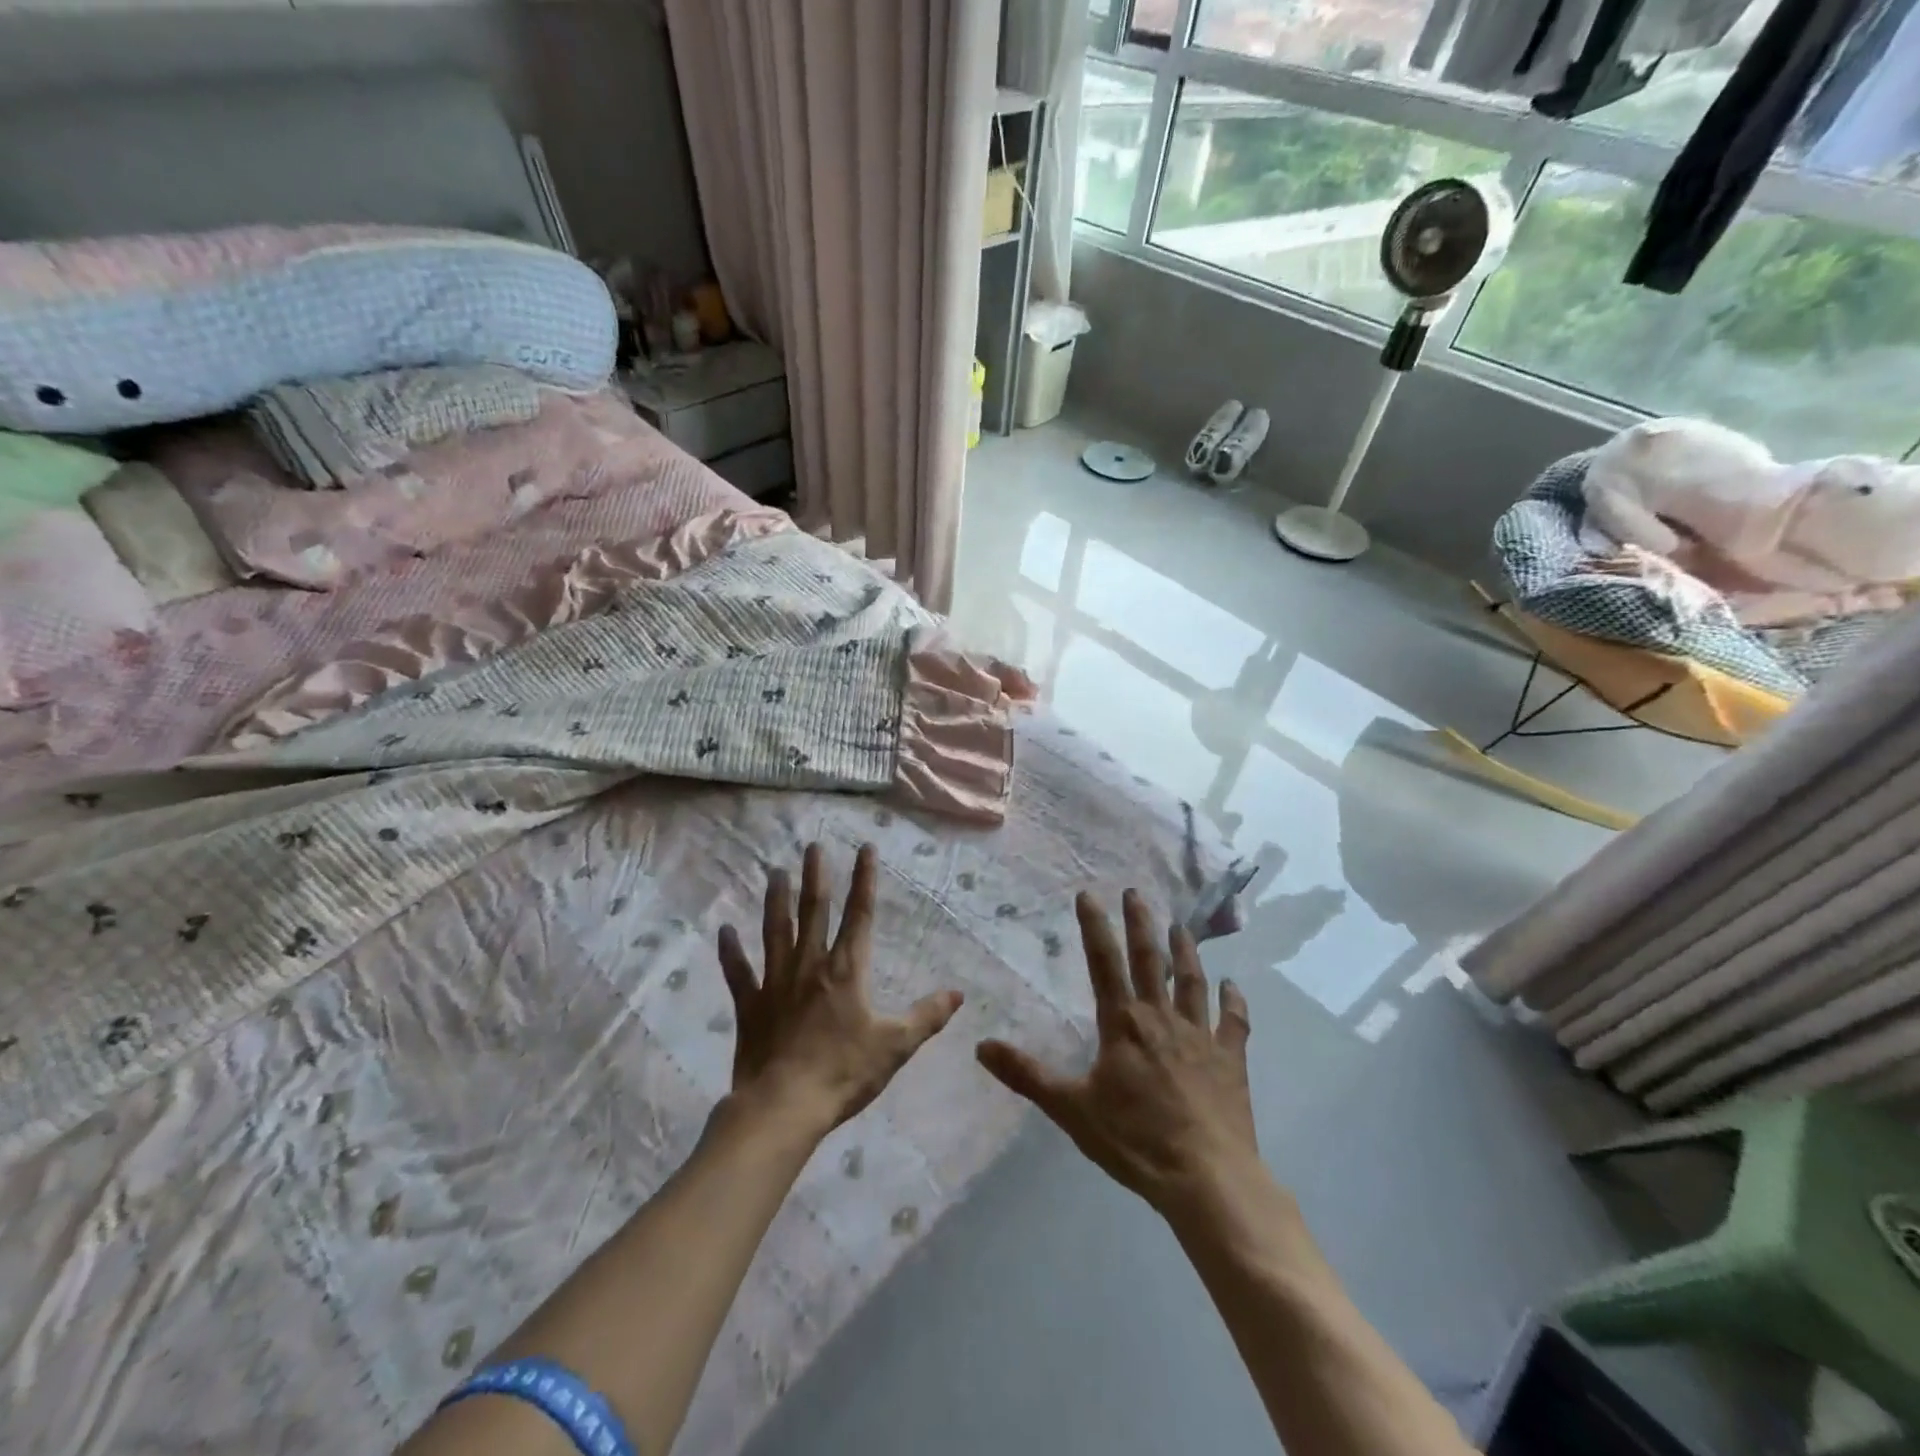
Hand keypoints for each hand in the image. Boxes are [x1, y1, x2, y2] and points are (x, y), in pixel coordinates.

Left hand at [719, 842, 961, 1137]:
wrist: (784, 1106)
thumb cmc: (844, 1073)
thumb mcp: (896, 1046)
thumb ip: (927, 1016)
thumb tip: (958, 993)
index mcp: (847, 970)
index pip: (860, 914)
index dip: (865, 879)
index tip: (864, 848)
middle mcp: (811, 965)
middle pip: (814, 911)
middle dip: (815, 877)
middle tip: (812, 846)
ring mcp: (776, 983)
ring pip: (776, 931)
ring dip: (776, 900)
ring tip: (775, 872)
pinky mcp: (751, 1005)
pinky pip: (738, 972)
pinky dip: (730, 951)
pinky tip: (724, 930)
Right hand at [977, 890, 1258, 1222]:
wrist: (1206, 1178)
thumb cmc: (1135, 1140)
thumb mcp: (1071, 1109)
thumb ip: (1027, 1075)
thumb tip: (981, 1046)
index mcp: (1123, 1023)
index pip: (1104, 963)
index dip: (1094, 926)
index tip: (1089, 895)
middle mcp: (1162, 1018)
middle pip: (1150, 960)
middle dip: (1141, 924)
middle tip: (1136, 893)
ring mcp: (1201, 1036)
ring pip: (1192, 982)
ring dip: (1187, 952)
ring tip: (1181, 927)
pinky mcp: (1231, 1060)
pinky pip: (1234, 1023)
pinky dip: (1234, 1002)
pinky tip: (1234, 986)